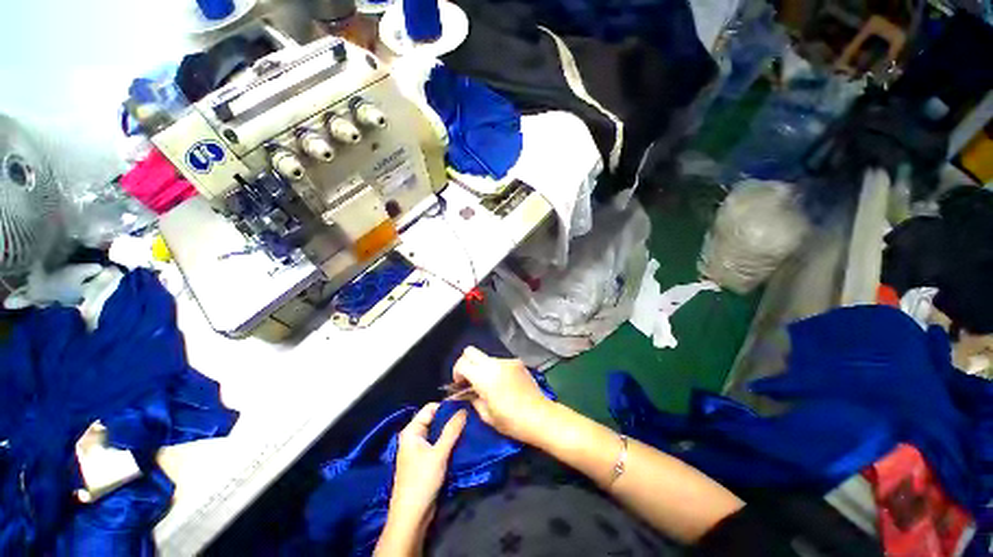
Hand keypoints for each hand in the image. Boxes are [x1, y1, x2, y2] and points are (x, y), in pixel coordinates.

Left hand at [378, 404, 466, 555]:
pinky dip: (449, 441)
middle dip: (451, 418)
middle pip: (435, 419)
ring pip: (438, 432)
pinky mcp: (426, 460)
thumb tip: (464, 409)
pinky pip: (439, 443)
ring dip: (451, 430)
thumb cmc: (422, 480)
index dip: (447, 405)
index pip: (431, 408)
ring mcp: (419, 449)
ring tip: (469, 426)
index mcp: (412, 431)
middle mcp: (414, 436)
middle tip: (470, 415)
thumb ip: (452, 430)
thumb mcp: (439, 453)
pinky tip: (462, 440)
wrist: (412, 516)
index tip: (465, 405)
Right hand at [453, 346, 553, 444]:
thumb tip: (466, 392)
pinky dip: (496, 369)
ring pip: (486, 357)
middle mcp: (494, 363)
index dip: (456, 373)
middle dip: (466, 363)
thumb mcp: (486, 415)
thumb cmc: (511, 421)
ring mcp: (507, 361)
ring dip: (482, 367)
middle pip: (471, 351)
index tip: (460, 385)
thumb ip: (473, 399)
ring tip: (489, 385)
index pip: (462, 363)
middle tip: (469, 379)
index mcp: (484, 376)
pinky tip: (503, 384)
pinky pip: (500, 362)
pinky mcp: (517, 362)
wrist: (540, 416)